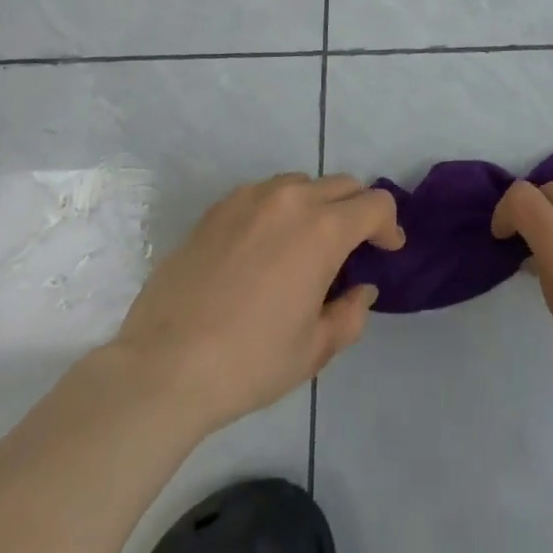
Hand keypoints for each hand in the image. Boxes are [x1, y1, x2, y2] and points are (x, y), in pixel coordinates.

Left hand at [110, 173, 404, 436]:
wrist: (163, 367)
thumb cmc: (249, 362)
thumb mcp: (313, 350)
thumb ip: (350, 314)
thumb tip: (360, 290)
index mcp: (323, 229)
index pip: (375, 204)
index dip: (389, 225)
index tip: (387, 250)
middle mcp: (291, 198)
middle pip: (342, 186)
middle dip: (357, 212)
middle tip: (351, 250)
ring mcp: (251, 197)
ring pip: (302, 185)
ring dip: (317, 206)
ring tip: (305, 247)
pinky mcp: (218, 207)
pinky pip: (264, 195)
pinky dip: (278, 211)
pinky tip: (263, 249)